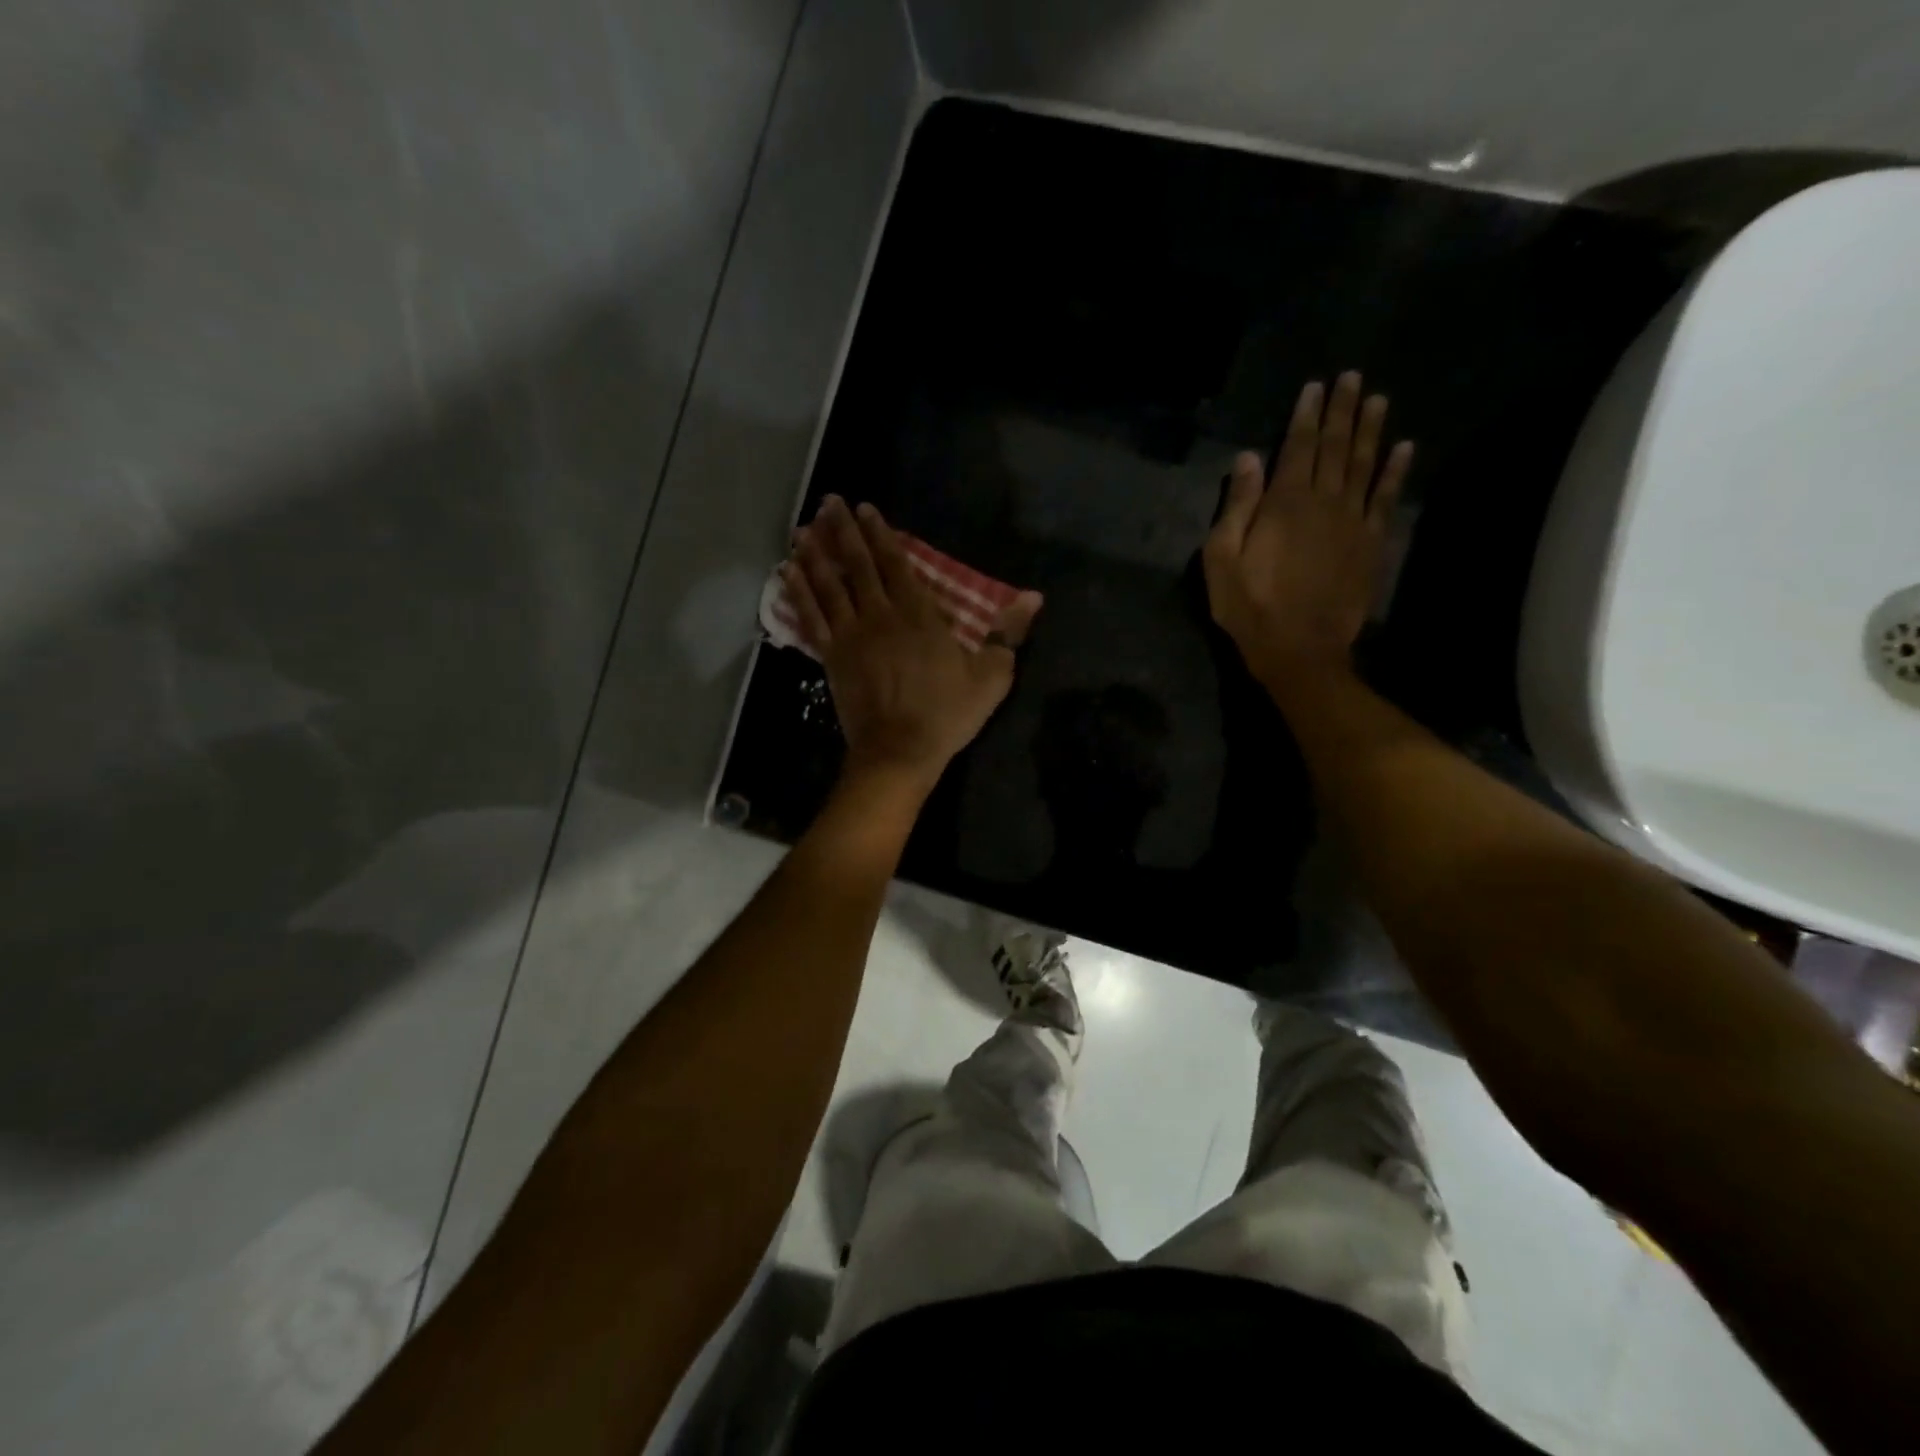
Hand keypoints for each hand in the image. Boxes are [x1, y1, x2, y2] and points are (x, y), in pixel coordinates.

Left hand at [784, 496, 1041, 793]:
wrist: (900, 751)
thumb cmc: (947, 713)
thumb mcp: (990, 675)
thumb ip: (1007, 633)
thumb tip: (1033, 598)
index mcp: (919, 614)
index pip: (896, 563)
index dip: (881, 534)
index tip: (865, 509)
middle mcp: (881, 614)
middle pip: (858, 565)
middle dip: (843, 531)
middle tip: (828, 503)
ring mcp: (851, 635)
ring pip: (829, 585)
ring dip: (816, 554)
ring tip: (803, 529)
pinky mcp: (831, 657)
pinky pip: (811, 617)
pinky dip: (798, 593)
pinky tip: (786, 573)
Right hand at [1203, 372, 1413, 684]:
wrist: (1300, 649)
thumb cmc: (1250, 607)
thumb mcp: (1222, 560)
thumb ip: (1236, 507)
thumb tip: (1247, 459)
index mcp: (1284, 503)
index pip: (1297, 447)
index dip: (1306, 415)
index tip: (1315, 387)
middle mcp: (1324, 502)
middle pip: (1335, 447)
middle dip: (1342, 411)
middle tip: (1352, 378)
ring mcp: (1353, 522)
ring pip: (1364, 465)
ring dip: (1370, 430)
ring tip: (1377, 399)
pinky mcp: (1371, 544)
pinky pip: (1386, 499)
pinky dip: (1394, 472)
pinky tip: (1402, 449)